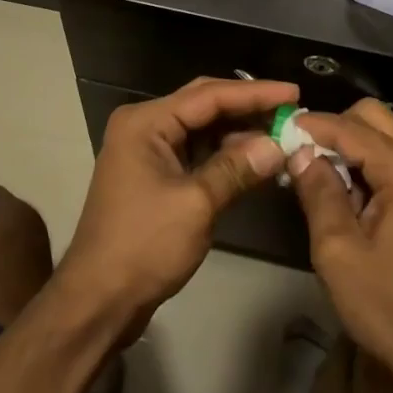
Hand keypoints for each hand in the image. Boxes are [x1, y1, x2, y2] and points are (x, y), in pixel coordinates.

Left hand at [58, 77, 294, 335]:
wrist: (98, 300)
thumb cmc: (143, 246)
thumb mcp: (196, 204)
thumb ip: (237, 168)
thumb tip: (278, 145)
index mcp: (146, 122)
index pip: (208, 95)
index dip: (254, 93)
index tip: (293, 92)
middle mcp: (145, 126)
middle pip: (204, 105)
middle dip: (247, 107)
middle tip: (291, 108)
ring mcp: (148, 151)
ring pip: (202, 129)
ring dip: (239, 132)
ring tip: (281, 132)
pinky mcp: (155, 175)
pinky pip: (196, 152)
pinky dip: (225, 154)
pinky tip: (256, 158)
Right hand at [286, 100, 392, 392]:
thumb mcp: (339, 253)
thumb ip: (318, 192)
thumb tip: (299, 152)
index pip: (352, 128)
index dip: (312, 126)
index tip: (279, 130)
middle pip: (375, 118)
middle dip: (336, 130)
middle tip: (303, 158)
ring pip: (389, 135)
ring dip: (354, 148)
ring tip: (324, 182)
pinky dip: (373, 165)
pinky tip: (352, 198)